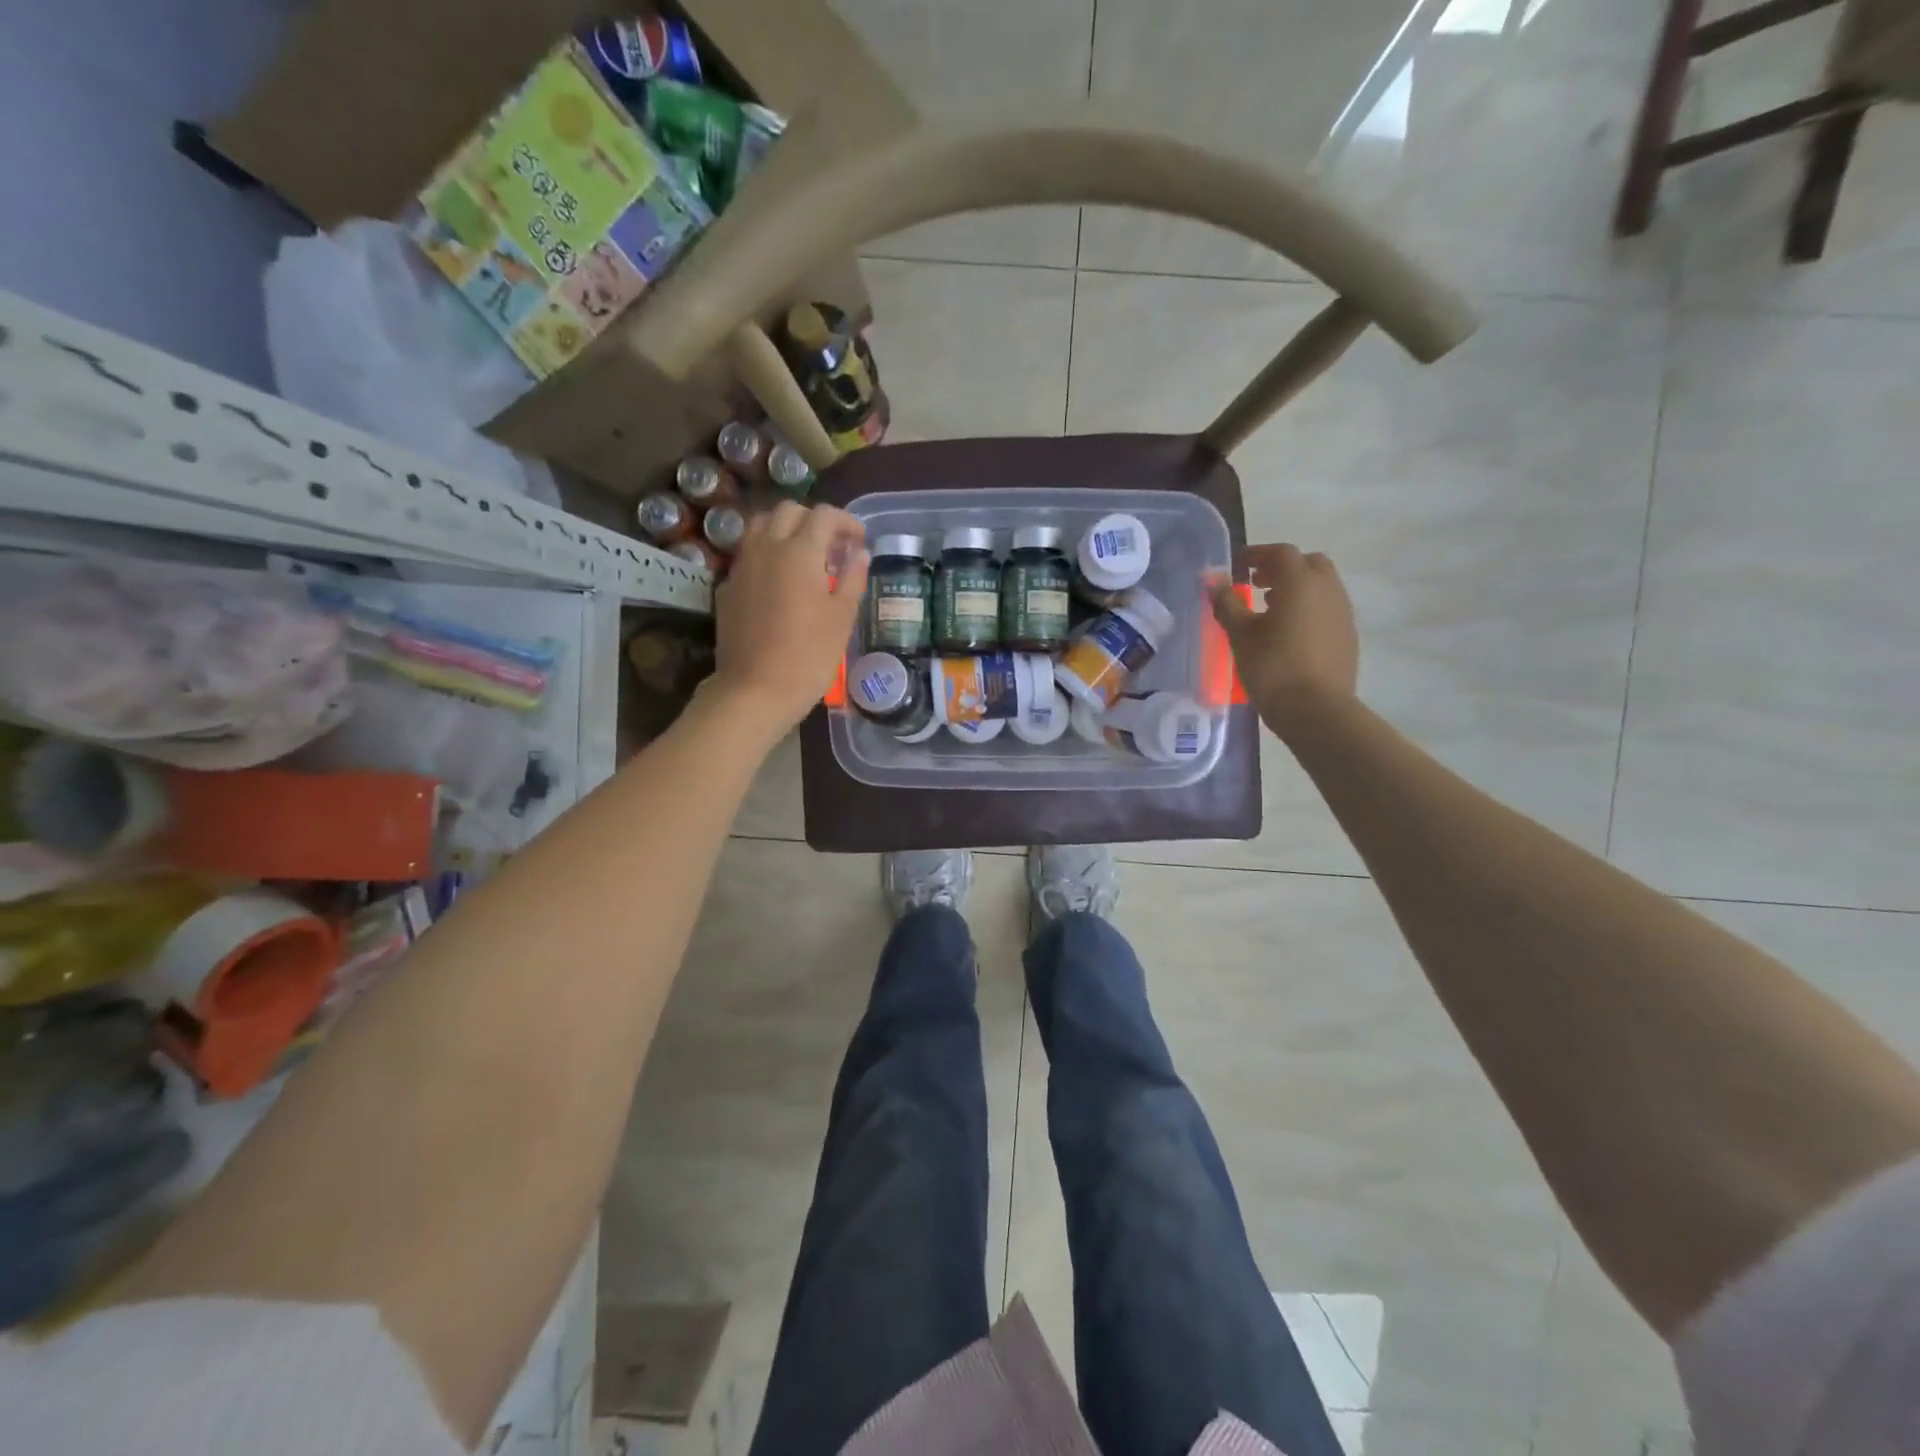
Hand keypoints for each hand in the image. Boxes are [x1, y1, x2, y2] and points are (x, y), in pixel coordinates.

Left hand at [707, 501, 869, 732]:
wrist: (755, 690)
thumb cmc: (808, 655)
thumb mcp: (842, 618)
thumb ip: (852, 579)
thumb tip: (860, 554)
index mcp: (799, 551)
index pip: (824, 515)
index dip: (846, 522)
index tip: (859, 541)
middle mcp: (766, 548)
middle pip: (789, 511)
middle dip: (815, 521)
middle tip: (833, 547)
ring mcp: (742, 566)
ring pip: (761, 526)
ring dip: (786, 530)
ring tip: (805, 557)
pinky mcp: (727, 587)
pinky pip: (748, 554)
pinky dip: (767, 554)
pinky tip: (780, 582)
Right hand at [1209, 543, 1358, 740]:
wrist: (1316, 710)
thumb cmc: (1273, 668)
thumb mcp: (1241, 635)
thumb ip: (1227, 603)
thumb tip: (1212, 579)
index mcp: (1300, 582)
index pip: (1281, 553)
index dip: (1258, 554)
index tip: (1239, 564)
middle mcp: (1327, 589)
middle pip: (1308, 563)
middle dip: (1283, 567)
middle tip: (1257, 583)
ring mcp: (1342, 612)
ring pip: (1321, 585)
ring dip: (1297, 587)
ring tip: (1271, 608)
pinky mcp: (1347, 634)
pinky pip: (1328, 607)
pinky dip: (1309, 607)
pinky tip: (1290, 631)